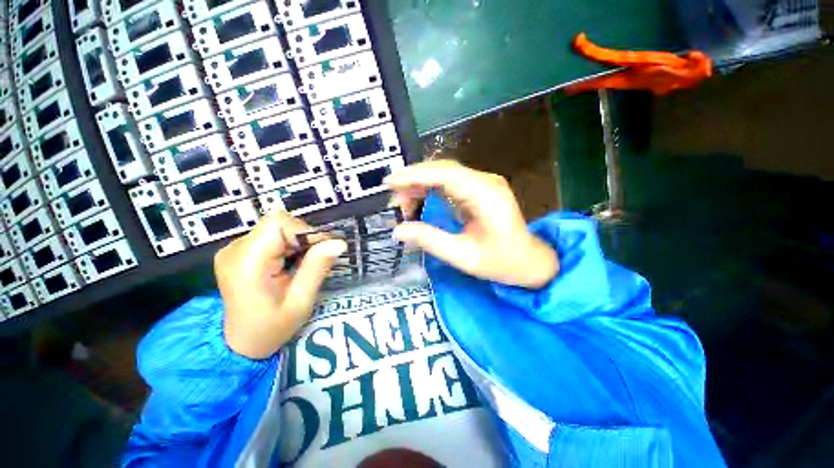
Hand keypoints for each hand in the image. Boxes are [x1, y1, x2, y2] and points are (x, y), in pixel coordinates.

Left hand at [214, 211, 346, 358]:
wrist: (241, 343)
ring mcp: (233, 249)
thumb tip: (339, 243)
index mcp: (247, 263)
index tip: (323, 249)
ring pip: (276, 228)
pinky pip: (270, 236)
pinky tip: (290, 264)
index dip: (305, 231)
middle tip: (315, 260)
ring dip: (297, 242)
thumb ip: (317, 268)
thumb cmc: (272, 327)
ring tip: (302, 265)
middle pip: (278, 223)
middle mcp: (235, 249)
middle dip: (304, 238)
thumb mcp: (301, 301)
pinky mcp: (238, 251)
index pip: (278, 223)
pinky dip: (287, 245)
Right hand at [387, 160, 558, 288]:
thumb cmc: (501, 262)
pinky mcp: (479, 189)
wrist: (529, 261)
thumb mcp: (463, 256)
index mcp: (486, 195)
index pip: (445, 174)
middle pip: (443, 169)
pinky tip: (417, 198)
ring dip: (420, 184)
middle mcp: (485, 181)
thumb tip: (397, 230)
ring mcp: (483, 183)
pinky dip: (430, 188)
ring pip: (444, 174)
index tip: (389, 181)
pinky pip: (450, 182)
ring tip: (400, 202)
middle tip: (391, 198)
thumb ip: (430, 240)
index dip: (415, 175)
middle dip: (414, 180)